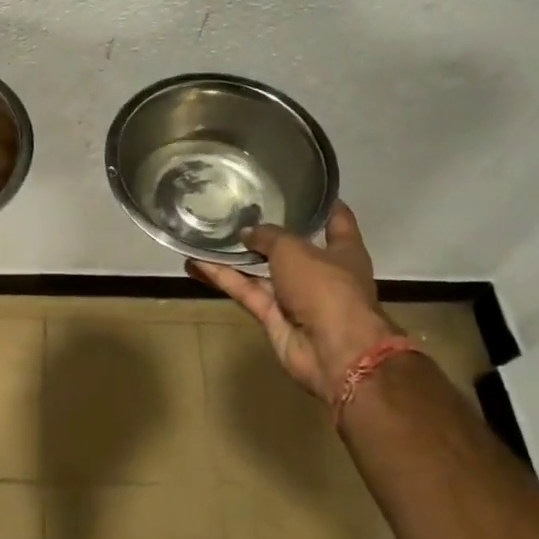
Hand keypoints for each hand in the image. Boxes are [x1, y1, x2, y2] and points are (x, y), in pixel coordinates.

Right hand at [185, 199, 398, 406]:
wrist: (334, 351)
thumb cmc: (326, 288)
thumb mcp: (295, 249)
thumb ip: (268, 236)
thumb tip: (248, 233)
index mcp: (343, 250)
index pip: (335, 219)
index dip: (320, 204)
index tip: (298, 186)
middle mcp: (320, 271)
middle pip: (291, 246)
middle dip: (266, 231)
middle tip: (236, 209)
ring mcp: (296, 296)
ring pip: (261, 270)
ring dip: (235, 256)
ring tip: (206, 233)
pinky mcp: (273, 316)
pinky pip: (245, 291)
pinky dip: (223, 278)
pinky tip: (195, 262)